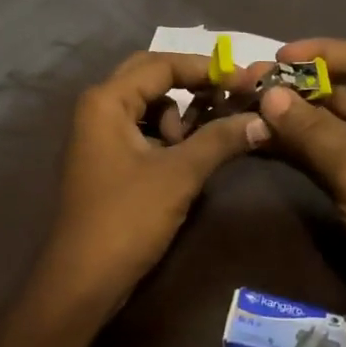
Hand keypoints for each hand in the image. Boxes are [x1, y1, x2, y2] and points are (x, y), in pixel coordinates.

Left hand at [32, 51, 268, 320]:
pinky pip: (142, 128)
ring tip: (205, 140)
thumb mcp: (179, 175)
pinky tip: (188, 155)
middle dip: (192, 84)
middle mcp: (98, 106)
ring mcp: (99, 133)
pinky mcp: (106, 157)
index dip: (206, 68)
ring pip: (148, 104)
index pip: (163, 64)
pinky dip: (168, 134)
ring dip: (180, 114)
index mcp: (107, 100)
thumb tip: (264, 119)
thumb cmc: (126, 219)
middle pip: (152, 76)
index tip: (246, 79)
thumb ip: (220, 140)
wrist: (81, 282)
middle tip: (229, 96)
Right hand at [256, 37, 345, 315]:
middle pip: (338, 89)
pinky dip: (290, 143)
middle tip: (247, 84)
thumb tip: (268, 94)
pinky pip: (316, 150)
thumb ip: (314, 134)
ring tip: (243, 106)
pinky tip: (256, 137)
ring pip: (322, 120)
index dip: (321, 52)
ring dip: (286, 113)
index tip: (277, 58)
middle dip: (294, 85)